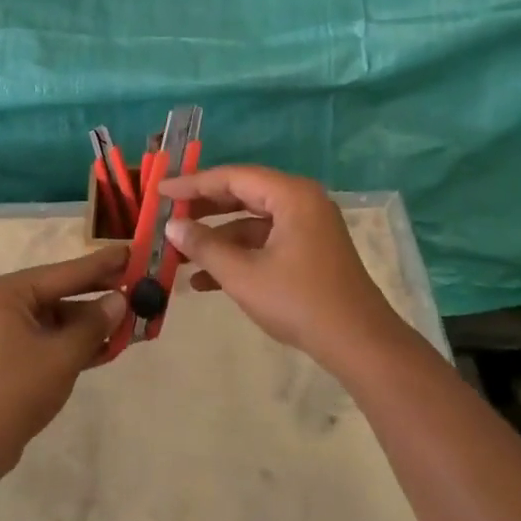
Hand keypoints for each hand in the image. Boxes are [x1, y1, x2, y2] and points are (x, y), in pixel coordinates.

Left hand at [0, 245, 128, 482]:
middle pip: (62, 292)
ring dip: (92, 323)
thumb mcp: (62, 355)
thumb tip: (121, 299)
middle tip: (140, 285)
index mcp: (9, 292)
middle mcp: (5, 303)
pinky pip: (51, 338)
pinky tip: (109, 346)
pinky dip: (77, 342)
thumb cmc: (15, 390)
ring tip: (133, 320)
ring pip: (59, 318)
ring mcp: (7, 330)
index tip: (133, 251)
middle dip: (100, 294)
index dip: (103, 264)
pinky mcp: (12, 355)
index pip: (66, 272)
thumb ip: (94, 324)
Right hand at [160, 165, 406, 367]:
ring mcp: (308, 227)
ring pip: (252, 222)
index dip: (193, 184)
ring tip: (179, 254)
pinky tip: (204, 281)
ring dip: (217, 238)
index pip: (232, 177)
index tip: (160, 191)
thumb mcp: (243, 275)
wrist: (359, 344)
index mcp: (291, 195)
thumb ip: (204, 246)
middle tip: (168, 216)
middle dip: (203, 209)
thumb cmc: (299, 302)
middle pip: (243, 194)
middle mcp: (302, 202)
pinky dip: (238, 255)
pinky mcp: (309, 251)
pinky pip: (265, 242)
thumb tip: (172, 227)